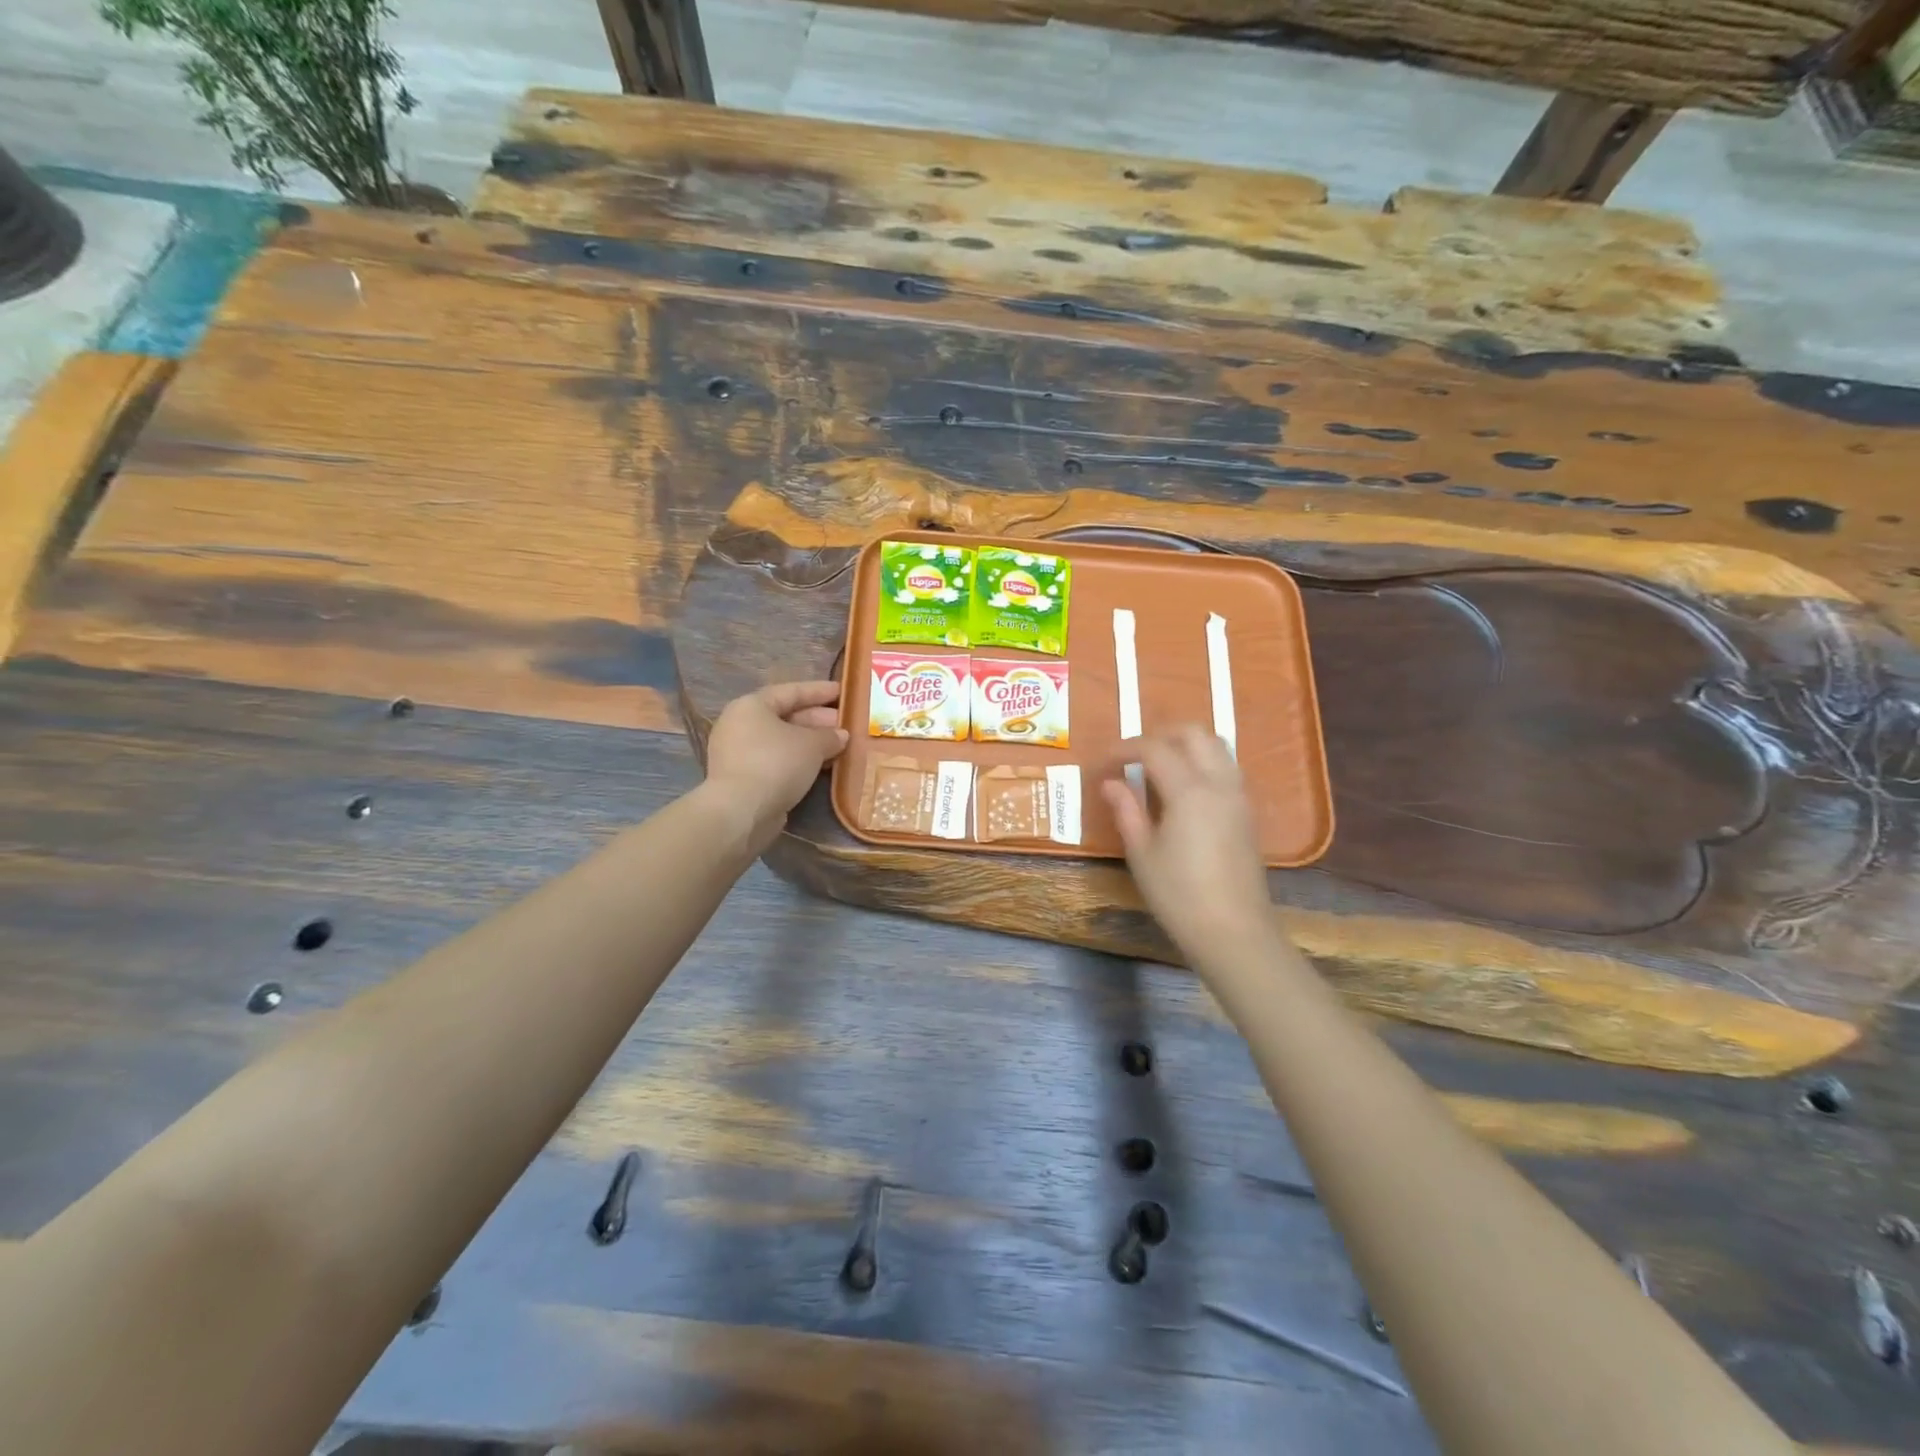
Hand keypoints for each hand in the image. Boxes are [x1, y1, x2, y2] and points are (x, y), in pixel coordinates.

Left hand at [703, 680, 849, 849]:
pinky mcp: (743, 779)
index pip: (791, 692)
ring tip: (839, 746)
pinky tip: (821, 767)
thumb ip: (829, 736)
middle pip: (785, 717)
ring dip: (810, 743)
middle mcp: (740, 725)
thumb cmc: (776, 763)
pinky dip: (799, 762)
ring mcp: (738, 753)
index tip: (842, 691)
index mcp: (752, 706)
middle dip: (817, 720)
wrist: (741, 811)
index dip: (819, 691)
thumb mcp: (811, 745)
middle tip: (845, 723)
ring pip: (782, 742)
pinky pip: (777, 762)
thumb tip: (841, 735)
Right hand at [1102, 725, 1273, 969]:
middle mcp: (1219, 783)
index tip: (1104, 761)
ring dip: (1185, 746)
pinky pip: (1225, 769)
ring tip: (1157, 768)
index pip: (1154, 749)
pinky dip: (1201, 763)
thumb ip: (1126, 810)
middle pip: (1194, 734)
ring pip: (1216, 747)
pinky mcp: (1247, 814)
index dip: (1125, 748)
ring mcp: (1238, 797)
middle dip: (1160, 735)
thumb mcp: (1142, 853)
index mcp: (1189, 790)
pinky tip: (1181, 791)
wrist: (1234, 932)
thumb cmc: (1179, 895)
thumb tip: (1110, 782)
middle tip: (1133, 756)